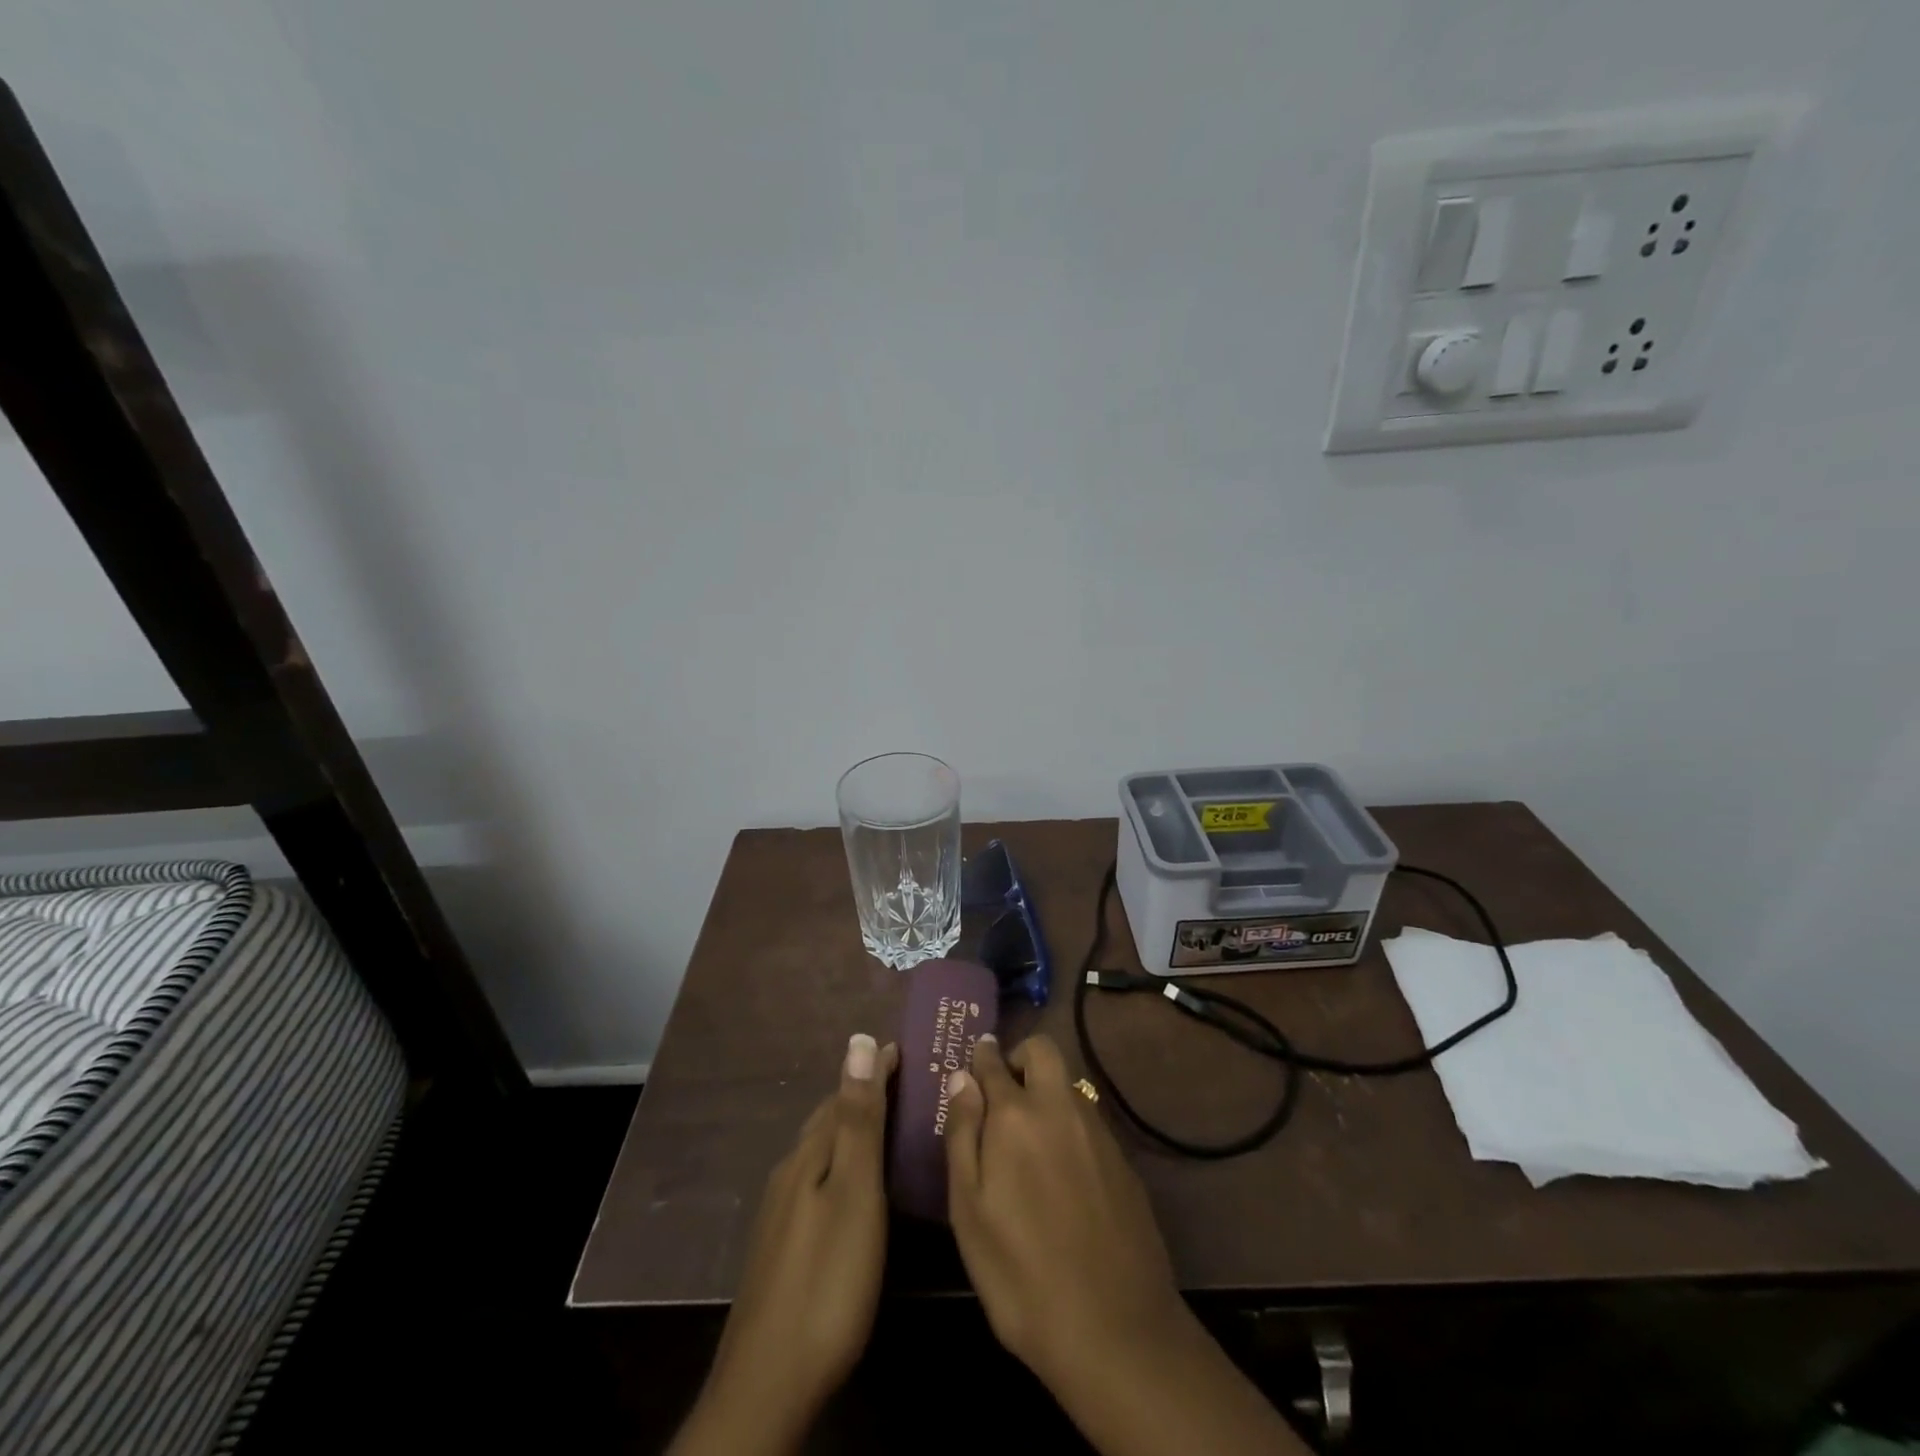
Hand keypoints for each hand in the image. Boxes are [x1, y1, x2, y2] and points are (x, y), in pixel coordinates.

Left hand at [669, 1033, 898, 1455]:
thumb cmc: (827, 1280)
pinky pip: (816, 1181)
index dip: (875, 1070)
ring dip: (851, 1129)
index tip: (906, 1048)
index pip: (844, 1094)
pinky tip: (854, 1186)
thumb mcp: (854, 1193)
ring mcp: (780, 1214)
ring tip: (887, 1125)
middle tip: (906, 1082)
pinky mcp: (782, 1248)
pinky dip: (841, 1164)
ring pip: (820, 1152)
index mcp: (808, 1156)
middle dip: (863, 1095)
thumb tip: (859, 1042)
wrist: (768, 1385)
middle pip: (828, 1120)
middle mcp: (789, 1174)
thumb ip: (858, 1121)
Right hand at [942, 1033, 1184, 1391]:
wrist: (1115, 1330)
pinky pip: (1089, 1119)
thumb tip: (962, 1078)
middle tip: (1003, 1093)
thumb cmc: (1020, 1273)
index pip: (994, 1062)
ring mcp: (1098, 1132)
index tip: (975, 1058)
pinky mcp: (1123, 1161)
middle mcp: (1060, 1108)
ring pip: (1069, 1084)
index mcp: (1016, 1115)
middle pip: (1043, 1051)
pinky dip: (1069, 1125)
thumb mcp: (969, 1210)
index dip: (982, 1056)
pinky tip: (1062, 1171)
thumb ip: (963, 1135)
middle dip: (1020, 1057)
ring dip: (1047, 1091)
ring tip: (1029, 1136)